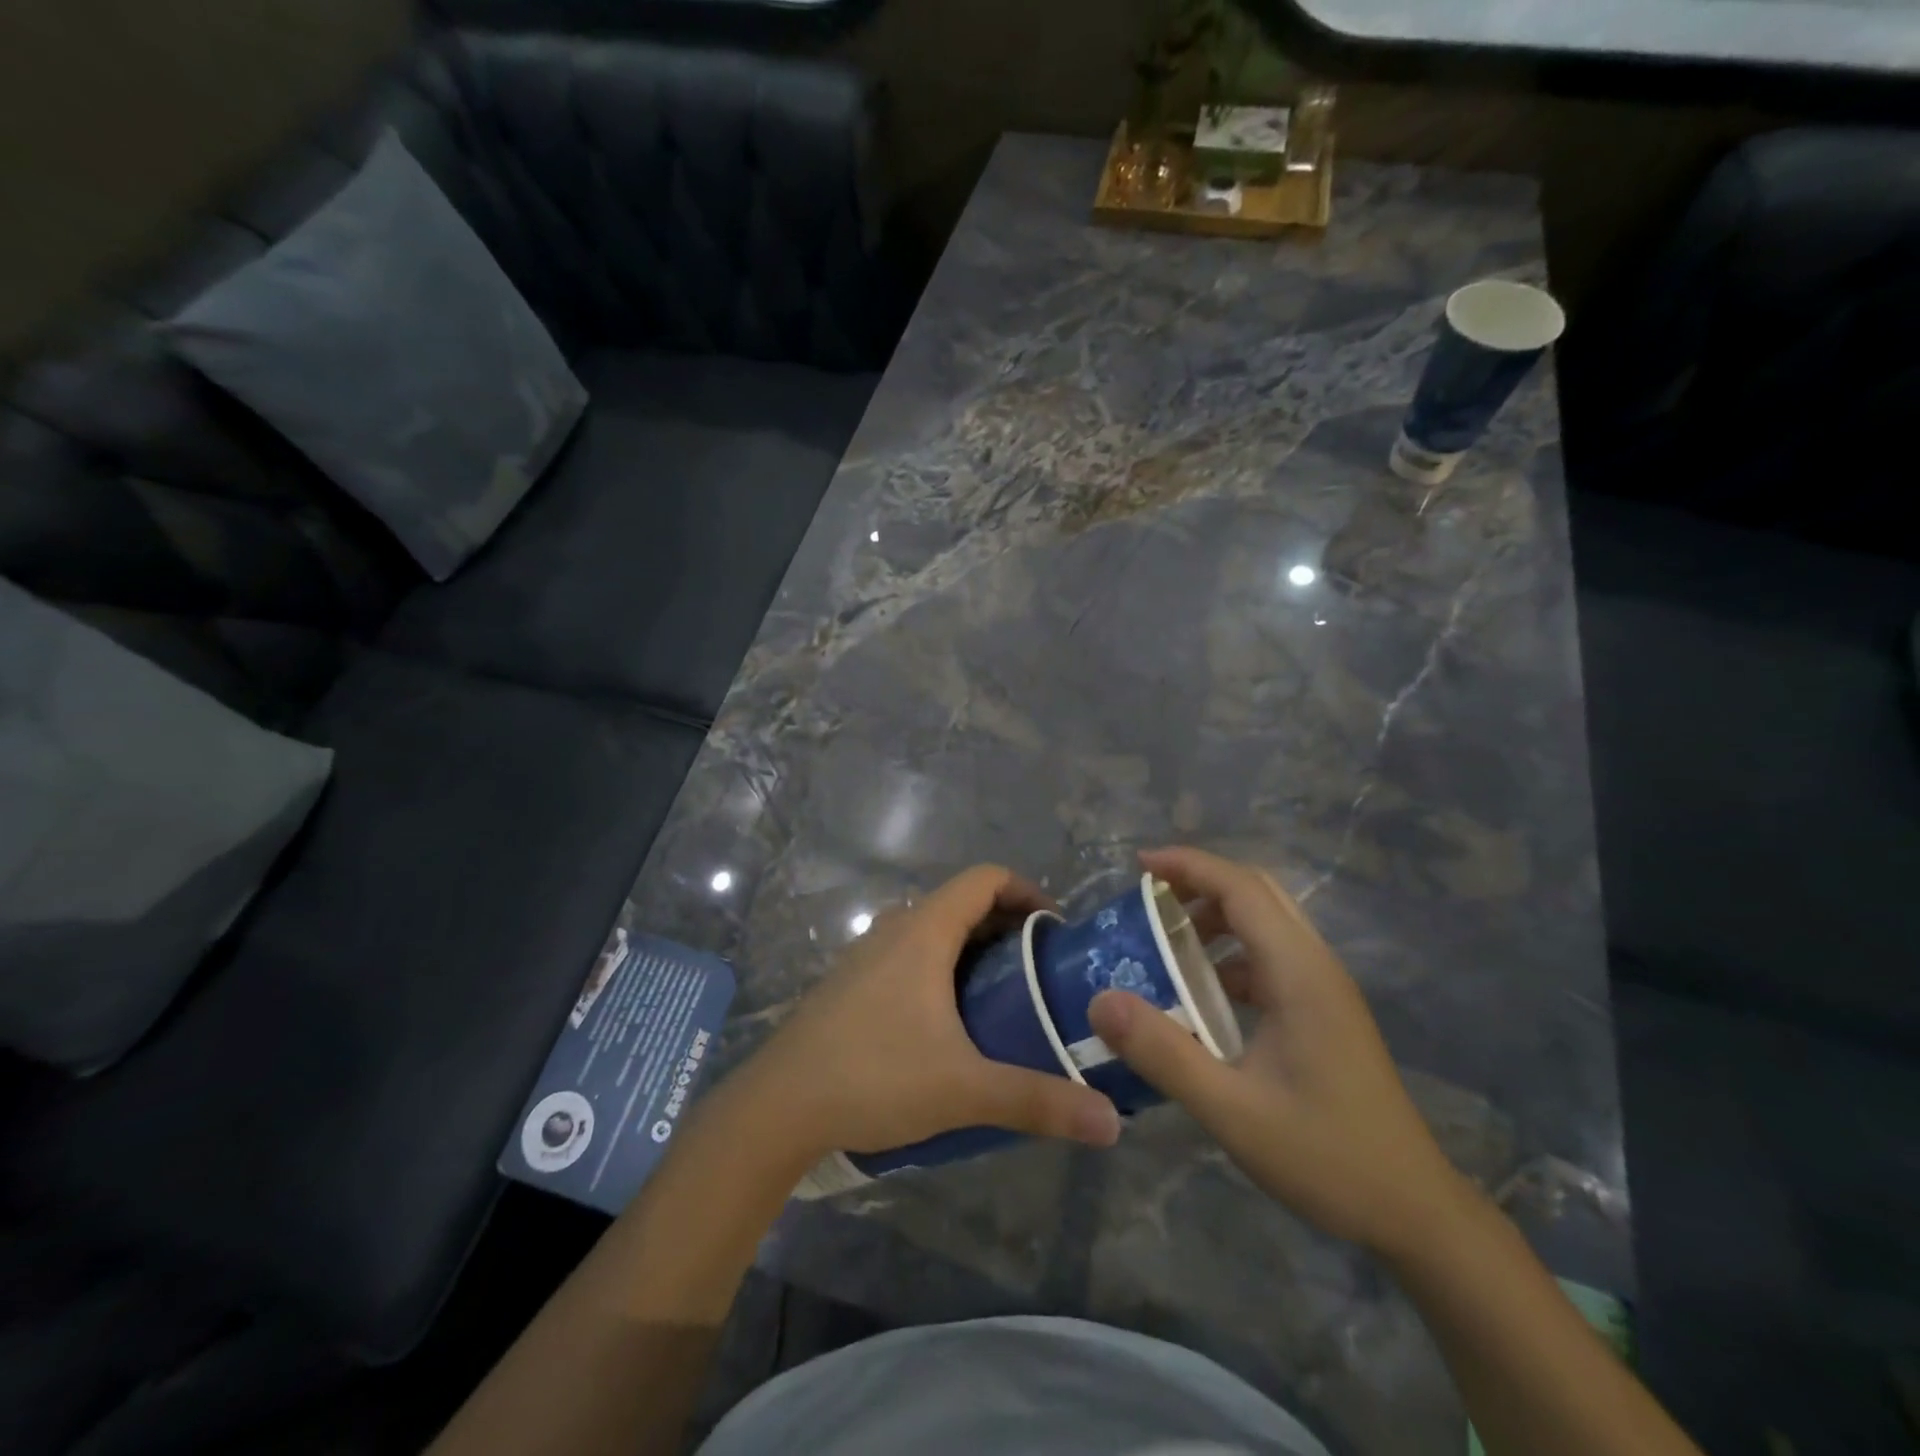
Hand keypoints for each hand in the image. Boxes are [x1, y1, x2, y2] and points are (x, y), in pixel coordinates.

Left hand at [742, 866, 1122, 1158]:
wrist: (778, 1106)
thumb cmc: (873, 1077)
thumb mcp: (964, 1089)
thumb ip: (1037, 1100)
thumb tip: (1110, 1123)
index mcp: (923, 932)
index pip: (985, 878)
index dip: (1026, 890)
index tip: (1056, 929)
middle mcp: (894, 929)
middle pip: (961, 903)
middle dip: (1006, 926)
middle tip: (1041, 969)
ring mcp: (866, 954)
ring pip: (932, 930)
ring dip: (972, 948)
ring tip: (1004, 994)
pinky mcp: (851, 982)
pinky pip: (908, 954)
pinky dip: (941, 967)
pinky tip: (950, 1021)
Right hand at [1087, 846, 1467, 1256]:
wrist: (1414, 1213)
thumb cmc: (1326, 1156)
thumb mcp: (1231, 1109)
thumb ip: (1164, 1053)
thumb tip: (1101, 1001)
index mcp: (1299, 972)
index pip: (1242, 888)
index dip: (1188, 865)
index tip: (1137, 866)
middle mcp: (1315, 966)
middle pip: (1256, 893)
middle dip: (1199, 883)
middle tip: (1145, 900)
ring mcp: (1323, 990)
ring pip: (1265, 924)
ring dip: (1214, 918)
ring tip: (1163, 942)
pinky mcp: (1322, 1013)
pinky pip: (1269, 958)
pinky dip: (1228, 955)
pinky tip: (1199, 994)